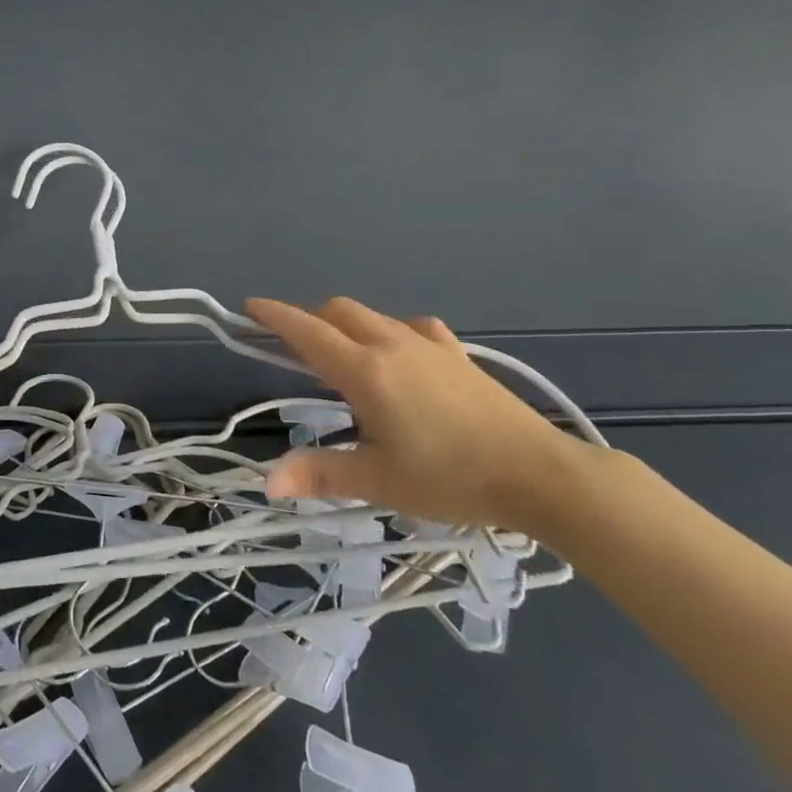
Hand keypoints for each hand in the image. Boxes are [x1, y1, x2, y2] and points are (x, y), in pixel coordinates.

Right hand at [247, 296, 577, 531]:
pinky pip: (413, 328)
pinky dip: (391, 332)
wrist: (542, 475)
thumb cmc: (452, 479)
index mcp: (365, 371)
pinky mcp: (458, 355)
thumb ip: (320, 475)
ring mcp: (429, 346)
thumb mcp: (379, 482)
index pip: (307, 332)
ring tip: (342, 354)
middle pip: (338, 311)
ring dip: (346, 323)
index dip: (275, 316)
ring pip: (373, 316)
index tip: (249, 307)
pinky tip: (401, 356)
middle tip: (293, 347)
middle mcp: (391, 345)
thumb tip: (267, 484)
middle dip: (309, 320)